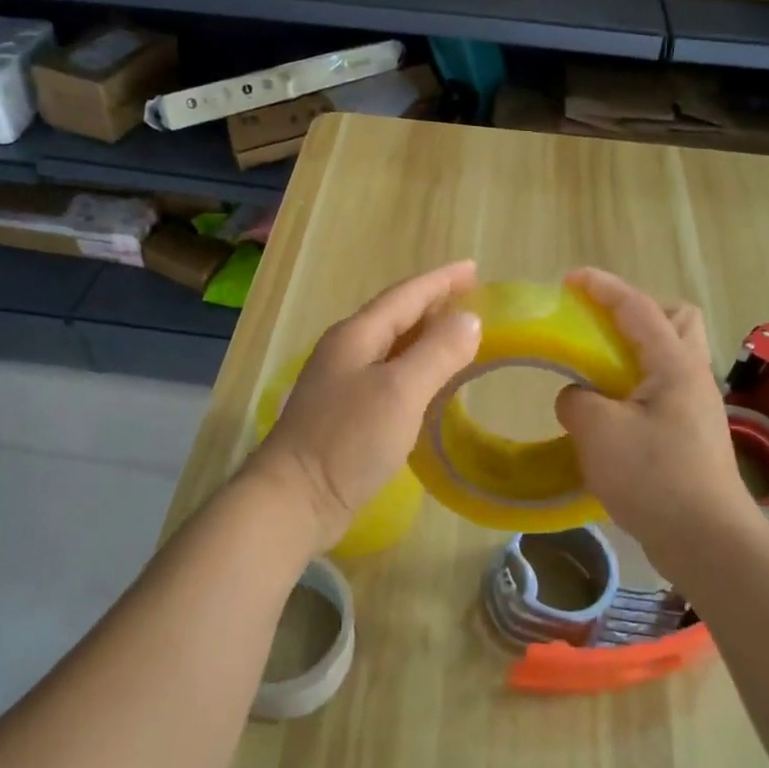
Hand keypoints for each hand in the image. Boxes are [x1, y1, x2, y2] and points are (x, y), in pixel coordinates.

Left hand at [249, 260, 482, 552]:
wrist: (294, 499)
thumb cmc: (347, 439)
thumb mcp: (400, 391)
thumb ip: (437, 352)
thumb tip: (468, 319)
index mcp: (357, 335)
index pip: (406, 295)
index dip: (441, 280)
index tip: (474, 268)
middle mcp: (347, 350)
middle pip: (396, 316)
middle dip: (434, 304)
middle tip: (473, 298)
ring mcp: (342, 382)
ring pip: (392, 346)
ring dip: (425, 335)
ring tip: (458, 333)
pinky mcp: (345, 413)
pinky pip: (389, 374)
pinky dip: (415, 367)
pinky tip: (430, 381)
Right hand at [554, 268, 767, 573]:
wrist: (708, 542)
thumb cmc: (654, 477)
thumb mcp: (598, 432)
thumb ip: (576, 400)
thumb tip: (578, 396)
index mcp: (674, 363)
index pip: (637, 306)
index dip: (602, 286)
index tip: (570, 279)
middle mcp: (692, 376)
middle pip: (675, 319)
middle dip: (637, 311)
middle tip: (599, 328)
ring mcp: (696, 407)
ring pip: (671, 356)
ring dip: (635, 350)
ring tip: (597, 369)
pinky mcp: (692, 435)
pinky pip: (662, 389)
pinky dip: (635, 385)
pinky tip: (610, 411)